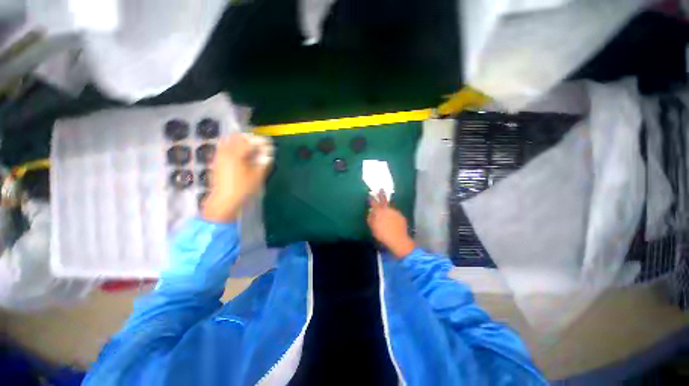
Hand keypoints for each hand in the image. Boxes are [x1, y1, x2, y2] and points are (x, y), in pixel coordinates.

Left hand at [202, 133, 272, 222]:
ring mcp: (219, 157)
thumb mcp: (257, 176)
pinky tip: (240, 156)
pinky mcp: (216, 162)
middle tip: (257, 145)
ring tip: (249, 149)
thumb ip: (263, 163)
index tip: (267, 144)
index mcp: (236, 155)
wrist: (224, 200)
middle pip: (236, 137)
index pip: (249, 141)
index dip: (260, 141)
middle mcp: (225, 152)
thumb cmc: (243, 188)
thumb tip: (268, 154)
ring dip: (239, 142)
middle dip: (248, 138)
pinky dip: (232, 148)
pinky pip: (223, 148)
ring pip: (228, 141)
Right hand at [367, 190, 415, 258]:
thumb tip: (370, 212)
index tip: (369, 195)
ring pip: (390, 207)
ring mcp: (395, 211)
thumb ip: (370, 218)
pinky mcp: (401, 216)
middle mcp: (387, 209)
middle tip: (380, 189)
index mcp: (379, 211)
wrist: (398, 240)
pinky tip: (392, 220)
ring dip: (387, 208)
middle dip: (381, 194)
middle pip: (383, 199)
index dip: (371, 198)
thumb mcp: (373, 227)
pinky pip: (395, 213)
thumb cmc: (382, 234)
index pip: (373, 202)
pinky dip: (392, 215)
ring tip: (386, 212)